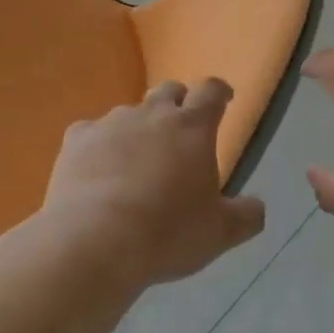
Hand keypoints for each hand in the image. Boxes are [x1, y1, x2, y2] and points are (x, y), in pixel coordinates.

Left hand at [43, 79, 266, 287]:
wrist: (94, 242)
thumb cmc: (167, 233)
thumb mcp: (219, 232)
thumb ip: (245, 216)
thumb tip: (257, 207)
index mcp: (193, 127)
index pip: (212, 91)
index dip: (219, 92)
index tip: (223, 100)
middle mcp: (153, 113)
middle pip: (169, 90)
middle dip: (178, 103)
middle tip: (180, 130)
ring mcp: (112, 123)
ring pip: (130, 112)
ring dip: (138, 128)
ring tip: (136, 160)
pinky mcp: (77, 140)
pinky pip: (91, 132)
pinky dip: (98, 145)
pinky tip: (96, 170)